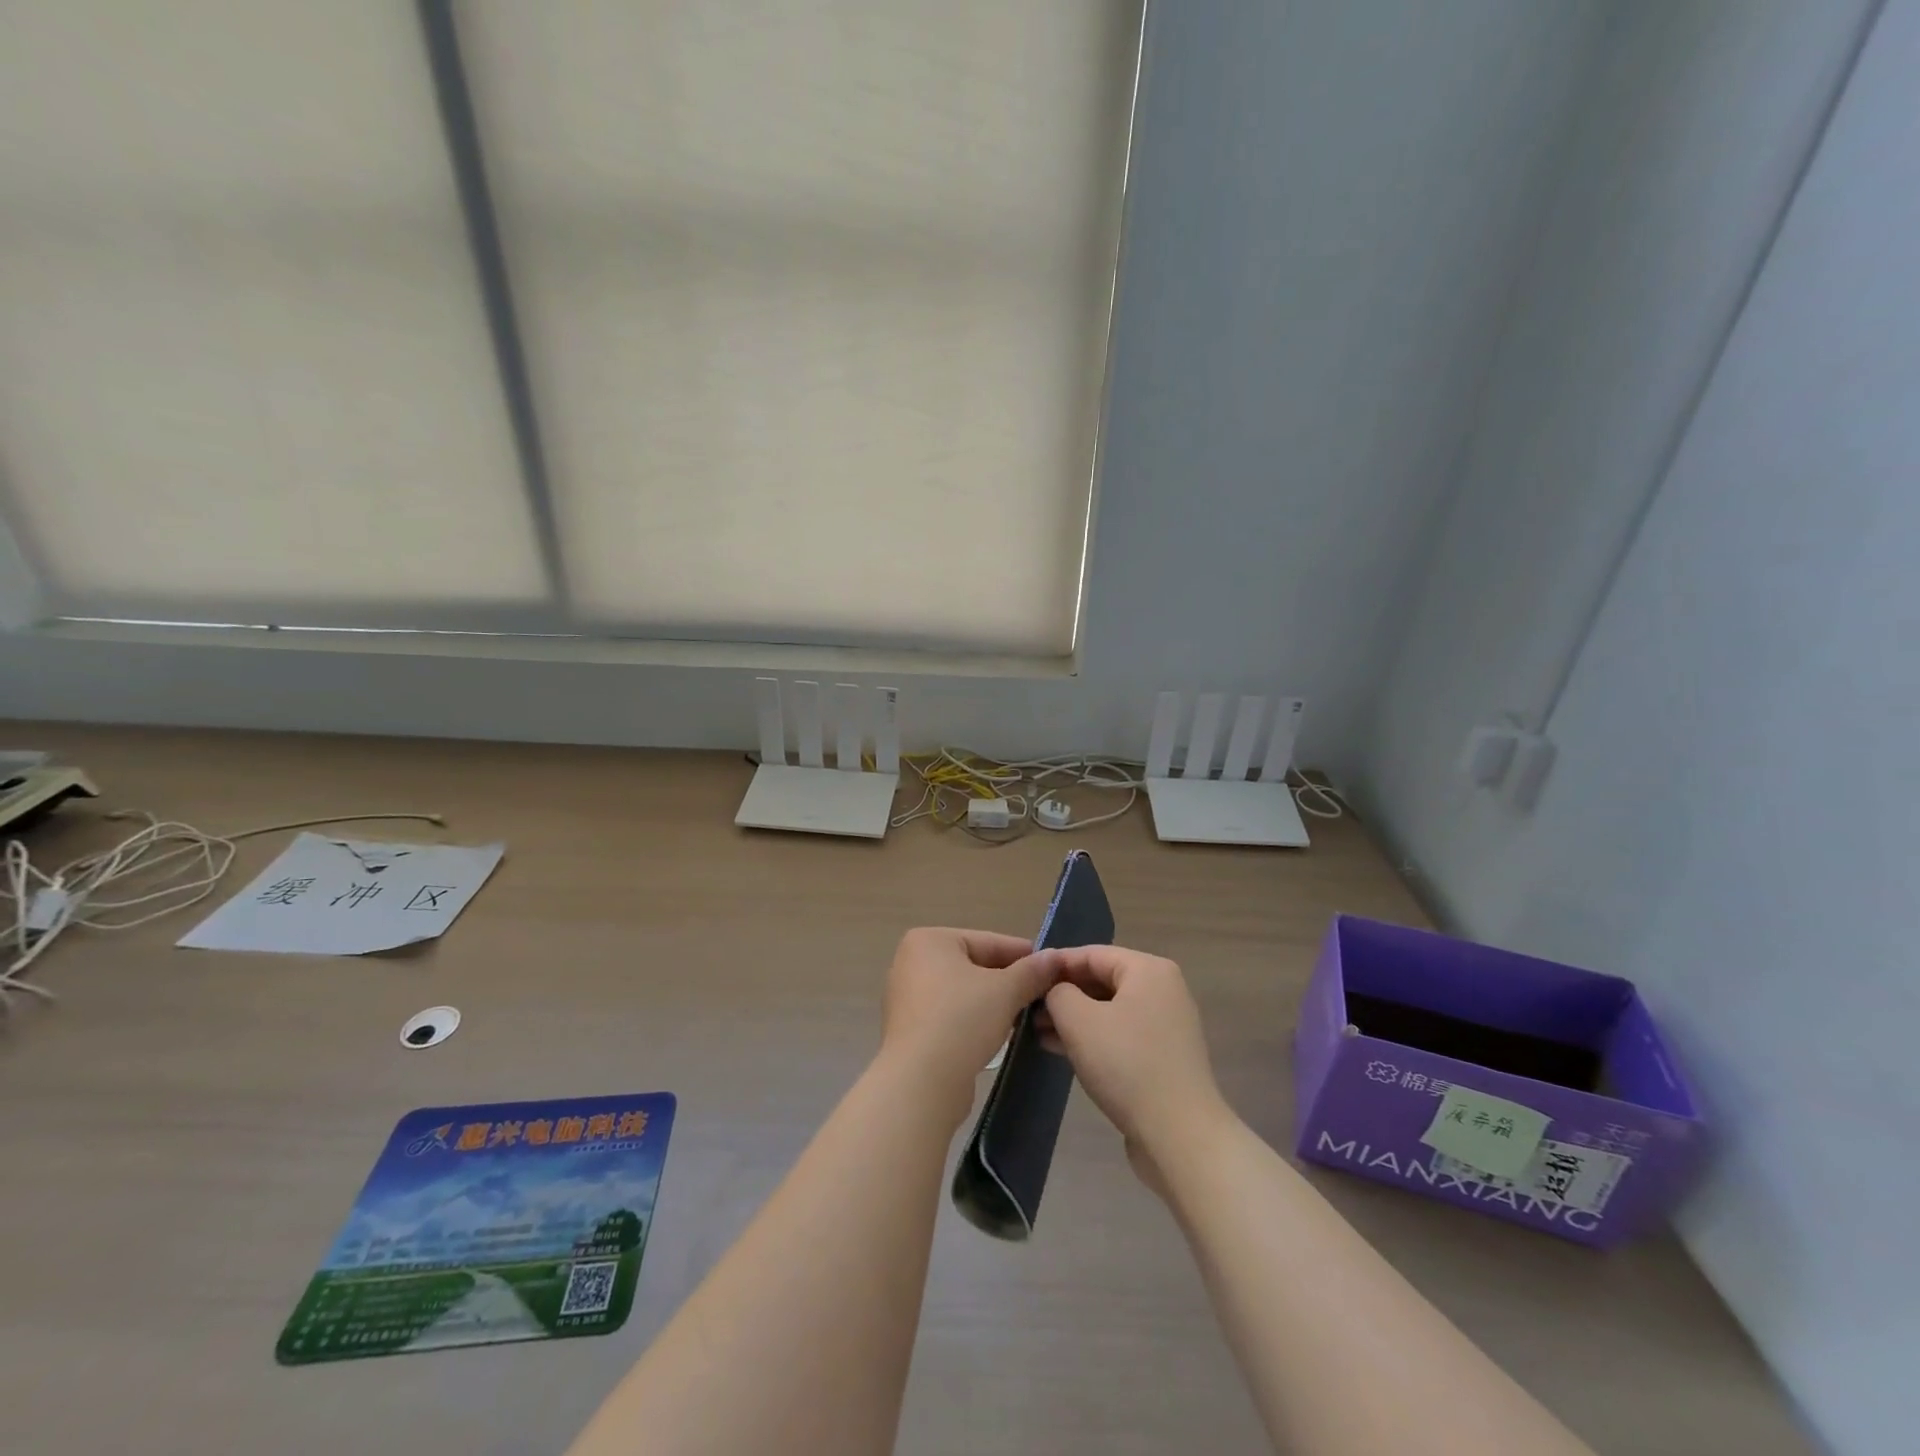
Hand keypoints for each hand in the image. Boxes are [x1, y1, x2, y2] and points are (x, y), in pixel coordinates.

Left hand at [879, 927, 1055, 1114]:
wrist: (921, 1081)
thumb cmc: (962, 1020)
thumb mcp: (1005, 991)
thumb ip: (1032, 971)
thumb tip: (1055, 957)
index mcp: (929, 941)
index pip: (988, 941)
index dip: (1024, 955)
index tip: (1053, 968)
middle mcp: (912, 962)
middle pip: (975, 965)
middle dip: (1010, 981)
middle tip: (1045, 994)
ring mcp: (908, 997)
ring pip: (965, 992)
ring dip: (994, 1002)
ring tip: (1028, 1015)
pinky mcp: (911, 1029)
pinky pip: (951, 1015)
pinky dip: (975, 1020)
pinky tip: (1000, 1034)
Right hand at [1039, 945, 1233, 1193]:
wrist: (1179, 1135)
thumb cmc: (1127, 1065)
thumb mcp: (1079, 1021)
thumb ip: (1058, 993)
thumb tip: (1056, 991)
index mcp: (1148, 970)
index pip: (1092, 953)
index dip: (1055, 964)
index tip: (1025, 977)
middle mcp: (1162, 990)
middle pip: (1102, 980)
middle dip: (1063, 994)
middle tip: (1026, 1008)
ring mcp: (1166, 1026)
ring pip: (1109, 1010)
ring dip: (1073, 1019)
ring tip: (1036, 1032)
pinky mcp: (1163, 1058)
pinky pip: (1120, 1035)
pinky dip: (1092, 1038)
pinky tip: (1061, 1050)